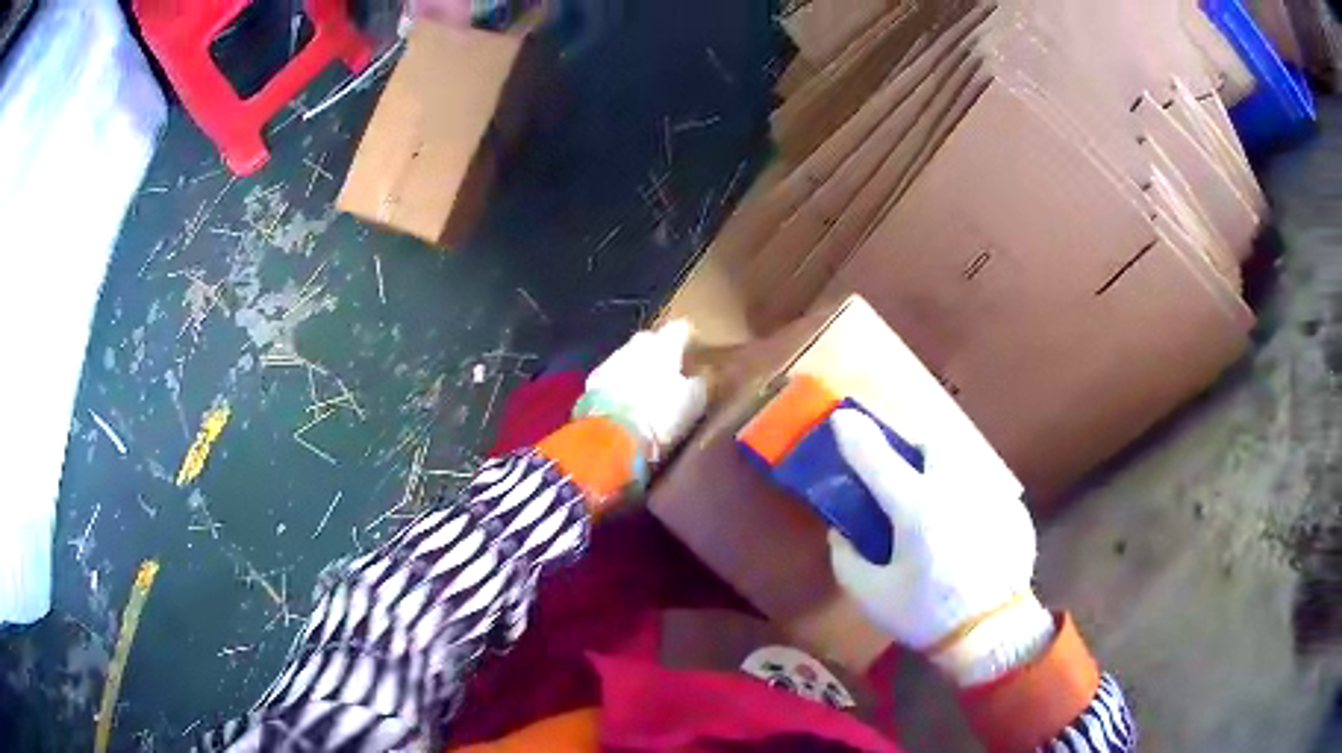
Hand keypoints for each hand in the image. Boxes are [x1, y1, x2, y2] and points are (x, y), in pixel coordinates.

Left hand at [576, 319, 707, 465]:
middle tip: (668, 375)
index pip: (680, 328)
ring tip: (644, 393)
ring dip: (637, 369)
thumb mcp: (694, 402)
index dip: (687, 341)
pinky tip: (625, 403)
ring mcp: (611, 360)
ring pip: (629, 357)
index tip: (693, 355)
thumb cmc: (662, 415)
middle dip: (659, 354)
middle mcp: (636, 344)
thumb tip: (695, 377)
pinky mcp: (593, 380)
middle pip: (651, 341)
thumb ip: (697, 382)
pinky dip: (619, 385)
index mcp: (664, 344)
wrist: (614, 436)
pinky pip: (612, 376)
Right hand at [827, 409, 1052, 685]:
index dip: (855, 435)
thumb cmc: (927, 616)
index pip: (878, 460)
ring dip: (944, 469)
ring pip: (964, 460)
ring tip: (938, 504)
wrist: (992, 634)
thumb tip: (843, 532)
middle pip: (934, 441)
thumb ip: (848, 559)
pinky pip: (985, 487)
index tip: (841, 417)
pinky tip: (966, 533)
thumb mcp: (872, 596)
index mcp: (917, 509)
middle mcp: (956, 489)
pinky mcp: (1013, 509)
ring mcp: (991, 495)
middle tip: (904, 472)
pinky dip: (968, 498)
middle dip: (914, 446)